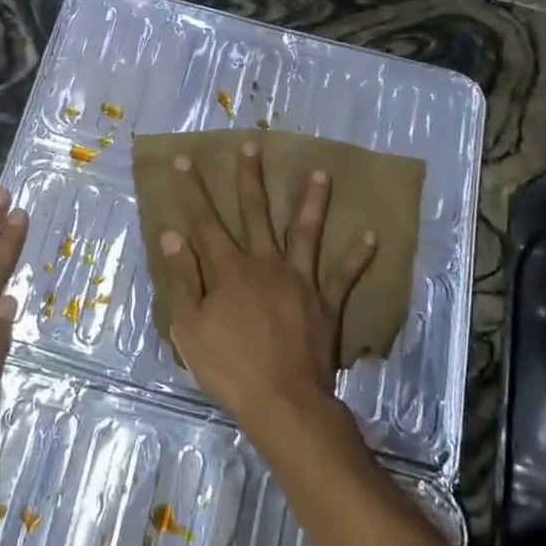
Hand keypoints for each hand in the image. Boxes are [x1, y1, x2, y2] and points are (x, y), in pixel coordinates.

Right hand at [158, 141, 374, 434]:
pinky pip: (344, 275)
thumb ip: (184, 278)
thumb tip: (173, 235)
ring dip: (312, 202)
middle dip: (250, 178)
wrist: (283, 400)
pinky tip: (372, 235)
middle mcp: (265, 264)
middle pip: (256, 213)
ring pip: (305, 232)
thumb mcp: (190, 326)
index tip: (185, 160)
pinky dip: (358, 256)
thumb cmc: (229, 367)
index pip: (204, 222)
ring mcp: (299, 280)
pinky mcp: (325, 302)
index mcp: (229, 270)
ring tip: (323, 172)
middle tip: (252, 145)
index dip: (192, 191)